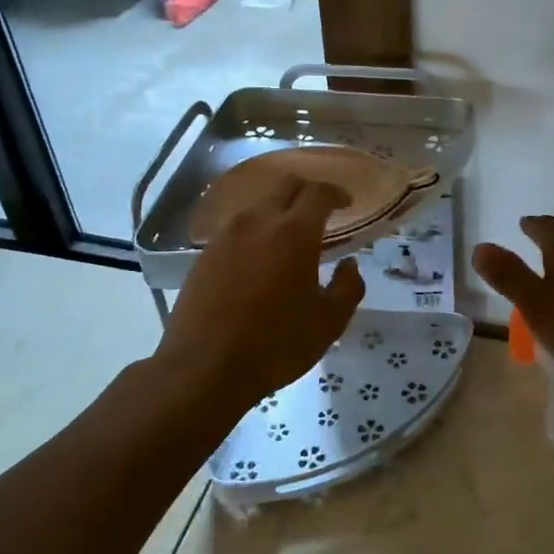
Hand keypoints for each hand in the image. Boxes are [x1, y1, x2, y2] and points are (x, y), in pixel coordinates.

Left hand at [157, 173, 364, 413]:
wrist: (205, 367)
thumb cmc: (276, 344)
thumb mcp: (329, 322)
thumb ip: (348, 287)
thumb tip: (349, 265)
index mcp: (293, 232)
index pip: (318, 193)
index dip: (336, 193)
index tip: (346, 203)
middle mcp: (257, 222)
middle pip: (285, 186)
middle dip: (307, 191)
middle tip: (321, 211)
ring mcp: (226, 235)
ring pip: (258, 206)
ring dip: (278, 211)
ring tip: (289, 236)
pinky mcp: (204, 254)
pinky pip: (237, 228)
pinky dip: (255, 231)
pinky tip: (259, 257)